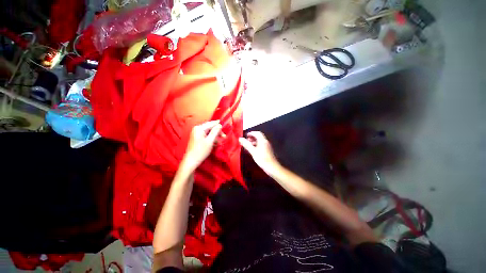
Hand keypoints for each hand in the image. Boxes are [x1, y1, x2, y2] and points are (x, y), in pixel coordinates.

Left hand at [181, 120, 222, 172]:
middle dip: (217, 132)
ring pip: (208, 132)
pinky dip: (211, 139)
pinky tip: (215, 143)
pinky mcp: (197, 138)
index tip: (225, 126)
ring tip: (221, 141)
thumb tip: (219, 125)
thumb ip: (215, 132)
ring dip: (215, 136)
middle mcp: (197, 129)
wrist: (191, 160)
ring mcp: (196, 133)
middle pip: (210, 128)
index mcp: (199, 128)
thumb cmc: (201, 150)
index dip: (218, 125)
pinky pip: (206, 136)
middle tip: (224, 136)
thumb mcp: (210, 141)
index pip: (211, 124)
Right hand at [239, 131, 280, 174]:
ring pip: (260, 141)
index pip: (257, 133)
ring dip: (254, 141)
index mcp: (262, 140)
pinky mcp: (268, 150)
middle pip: (259, 136)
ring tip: (249, 145)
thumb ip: (246, 144)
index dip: (251, 133)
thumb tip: (240, 138)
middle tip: (247, 140)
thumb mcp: (253, 151)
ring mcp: (267, 146)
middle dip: (252, 137)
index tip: (246, 135)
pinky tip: (253, 150)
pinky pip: (262, 145)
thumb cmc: (262, 159)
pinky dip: (257, 145)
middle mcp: (266, 141)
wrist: (272, 167)